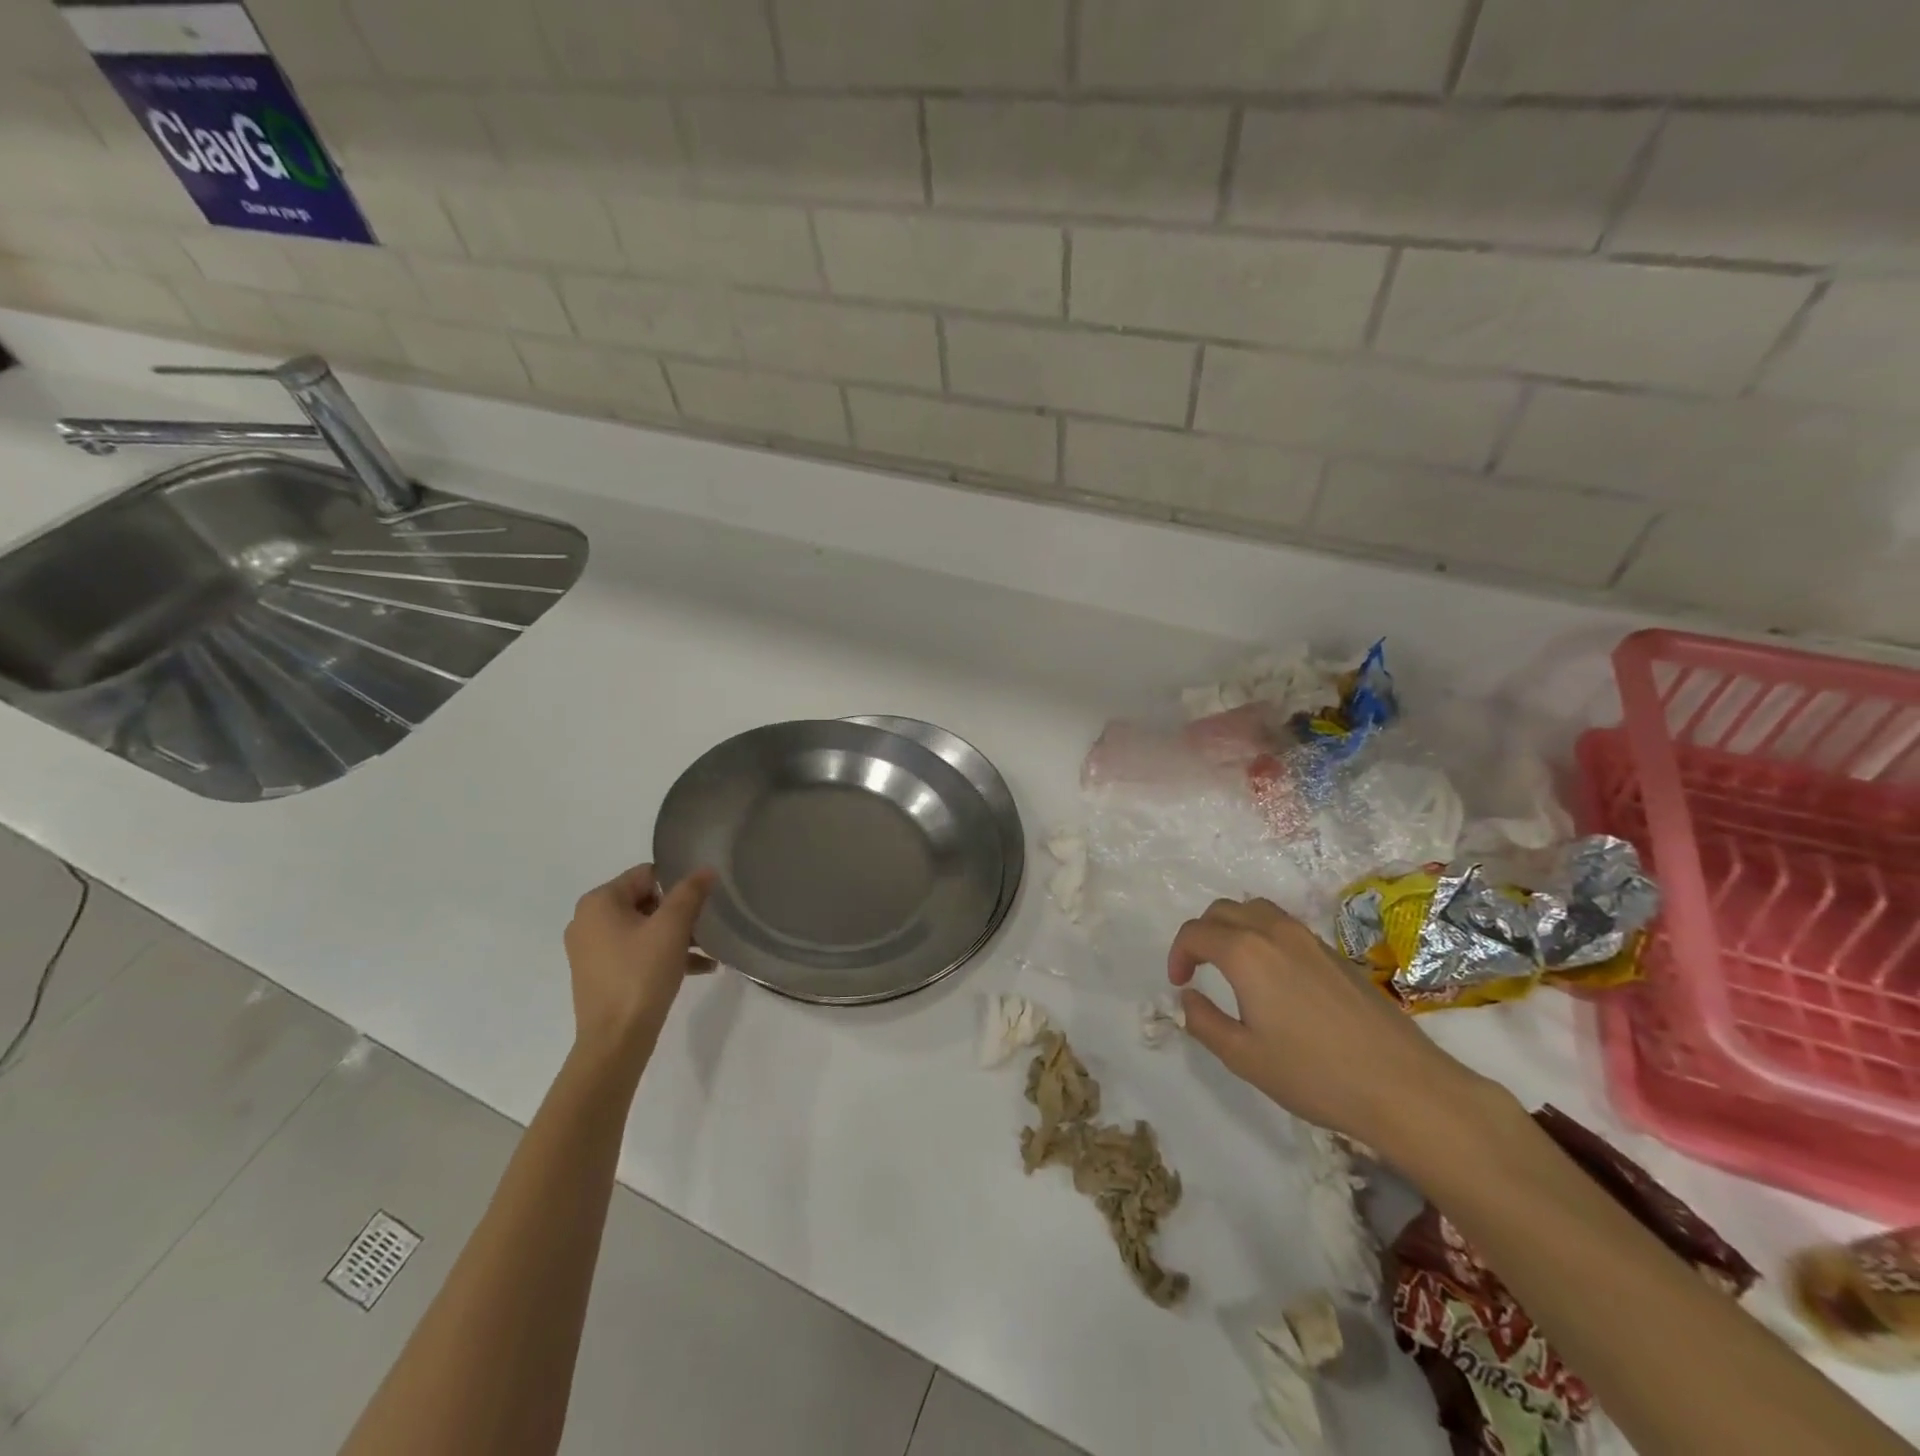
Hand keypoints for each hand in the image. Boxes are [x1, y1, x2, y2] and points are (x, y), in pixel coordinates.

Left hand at [564, 864, 716, 1066]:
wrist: (616, 1040)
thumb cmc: (642, 974)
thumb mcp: (673, 927)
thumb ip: (690, 892)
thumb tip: (705, 869)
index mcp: (598, 902)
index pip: (646, 875)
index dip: (677, 886)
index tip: (700, 903)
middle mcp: (587, 921)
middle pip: (645, 901)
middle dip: (678, 914)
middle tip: (704, 928)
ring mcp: (590, 950)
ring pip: (643, 929)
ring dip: (676, 936)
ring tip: (708, 951)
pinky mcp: (599, 974)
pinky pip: (636, 952)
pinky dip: (662, 955)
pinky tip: (698, 968)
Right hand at [1168, 897, 1494, 1157]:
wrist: (1404, 1086)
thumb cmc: (1315, 1074)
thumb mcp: (1243, 1057)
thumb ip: (1204, 1022)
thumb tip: (1188, 998)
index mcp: (1246, 953)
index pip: (1195, 933)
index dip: (1178, 954)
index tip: (1179, 984)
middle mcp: (1275, 932)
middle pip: (1224, 910)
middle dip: (1202, 934)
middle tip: (1198, 969)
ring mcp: (1310, 939)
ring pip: (1257, 910)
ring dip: (1233, 928)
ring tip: (1231, 964)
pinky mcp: (1335, 953)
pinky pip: (1285, 926)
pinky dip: (1262, 935)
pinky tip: (1273, 976)